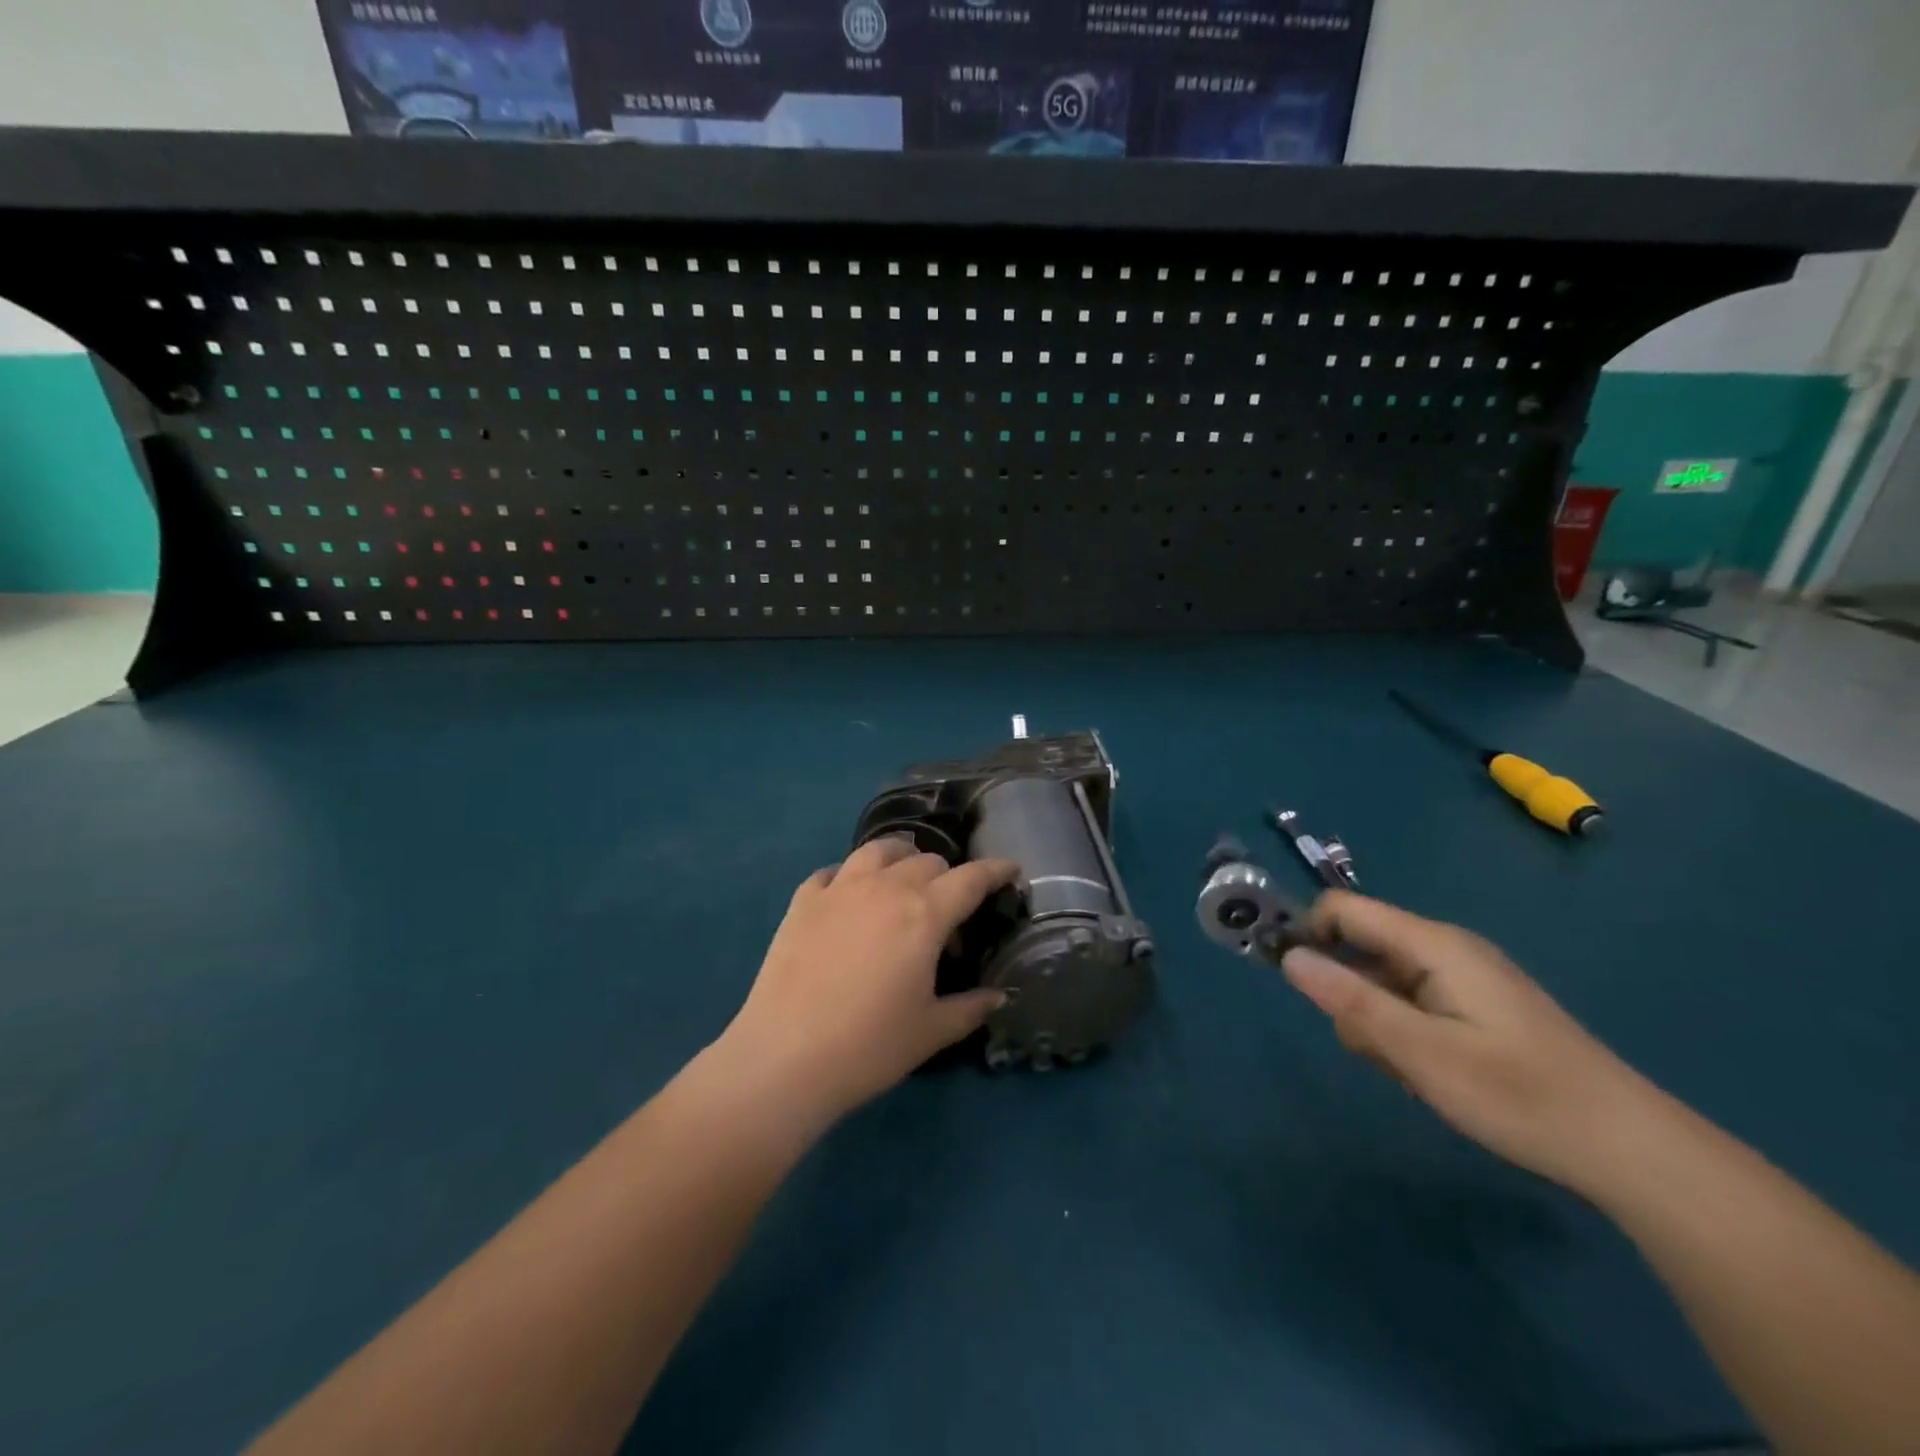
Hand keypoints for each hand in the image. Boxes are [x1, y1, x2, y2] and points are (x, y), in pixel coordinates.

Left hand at [715, 837, 1017, 1128]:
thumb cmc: (869, 1046)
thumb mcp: (931, 1031)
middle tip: (947, 911)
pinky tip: (848, 898)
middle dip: (947, 876)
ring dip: (900, 858)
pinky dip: (849, 877)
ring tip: (902, 878)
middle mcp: (885, 888)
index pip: (971, 878)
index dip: (995, 871)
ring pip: (879, 850)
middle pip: (927, 861)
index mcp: (924, 914)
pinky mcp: (803, 901)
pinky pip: (832, 872)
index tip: (1010, 869)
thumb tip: (999, 996)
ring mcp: (840, 889)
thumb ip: (971, 1007)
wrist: (785, 1057)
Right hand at [1280, 892, 1656, 1192]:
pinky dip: (1405, 1032)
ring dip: (1378, 1022)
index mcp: (1434, 945)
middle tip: (1374, 1051)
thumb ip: (1351, 1002)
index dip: (1307, 933)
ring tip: (1412, 1071)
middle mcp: (1445, 949)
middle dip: (1349, 994)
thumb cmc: (1521, 1096)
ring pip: (1383, 981)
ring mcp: (1464, 978)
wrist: (1631, 1150)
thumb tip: (1288, 956)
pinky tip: (1432, 1074)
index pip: (1344, 910)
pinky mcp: (1476, 1006)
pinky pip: (1412, 1002)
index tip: (1289, 979)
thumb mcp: (1422, 1053)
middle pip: (1361, 947)